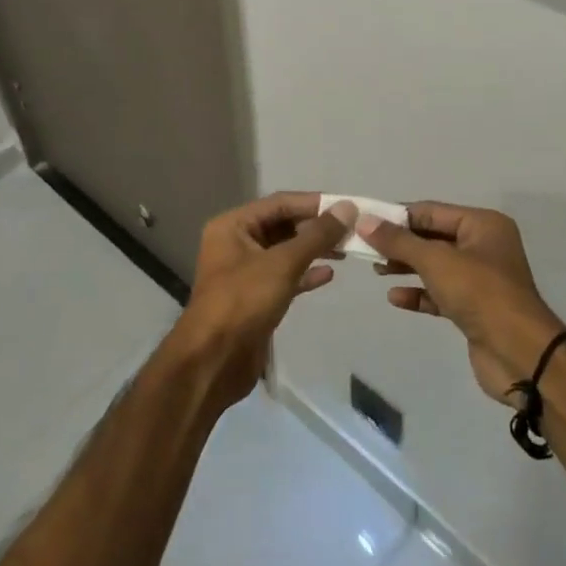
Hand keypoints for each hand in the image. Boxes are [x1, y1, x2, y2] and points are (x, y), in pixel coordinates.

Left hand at [172, 193, 356, 407]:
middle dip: (316, 228)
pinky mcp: (255, 298)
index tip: (348, 206)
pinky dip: (305, 274)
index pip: (280, 203)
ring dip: (314, 250)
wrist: (213, 362)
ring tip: (346, 250)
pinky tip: (328, 275)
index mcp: (233, 226)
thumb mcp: (282, 264)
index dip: (314, 203)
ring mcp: (245, 272)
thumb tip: (348, 208)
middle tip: (352, 230)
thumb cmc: (243, 302)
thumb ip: (317, 235)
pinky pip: (284, 277)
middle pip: (283, 226)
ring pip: (285, 252)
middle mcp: (236, 243)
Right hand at [358, 203, 565, 403]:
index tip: (366, 222)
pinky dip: (419, 293)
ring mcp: (481, 279)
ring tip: (377, 270)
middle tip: (365, 248)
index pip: (432, 211)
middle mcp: (484, 246)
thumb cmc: (480, 293)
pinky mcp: (474, 309)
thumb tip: (364, 220)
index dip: (398, 216)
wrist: (520, 355)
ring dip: (406, 267)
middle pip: (433, 238)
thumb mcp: (436, 261)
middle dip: (401, 243)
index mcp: (483, 225)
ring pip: (435, 266)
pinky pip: (440, 293)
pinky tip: (395, 298)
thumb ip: (398, 241)